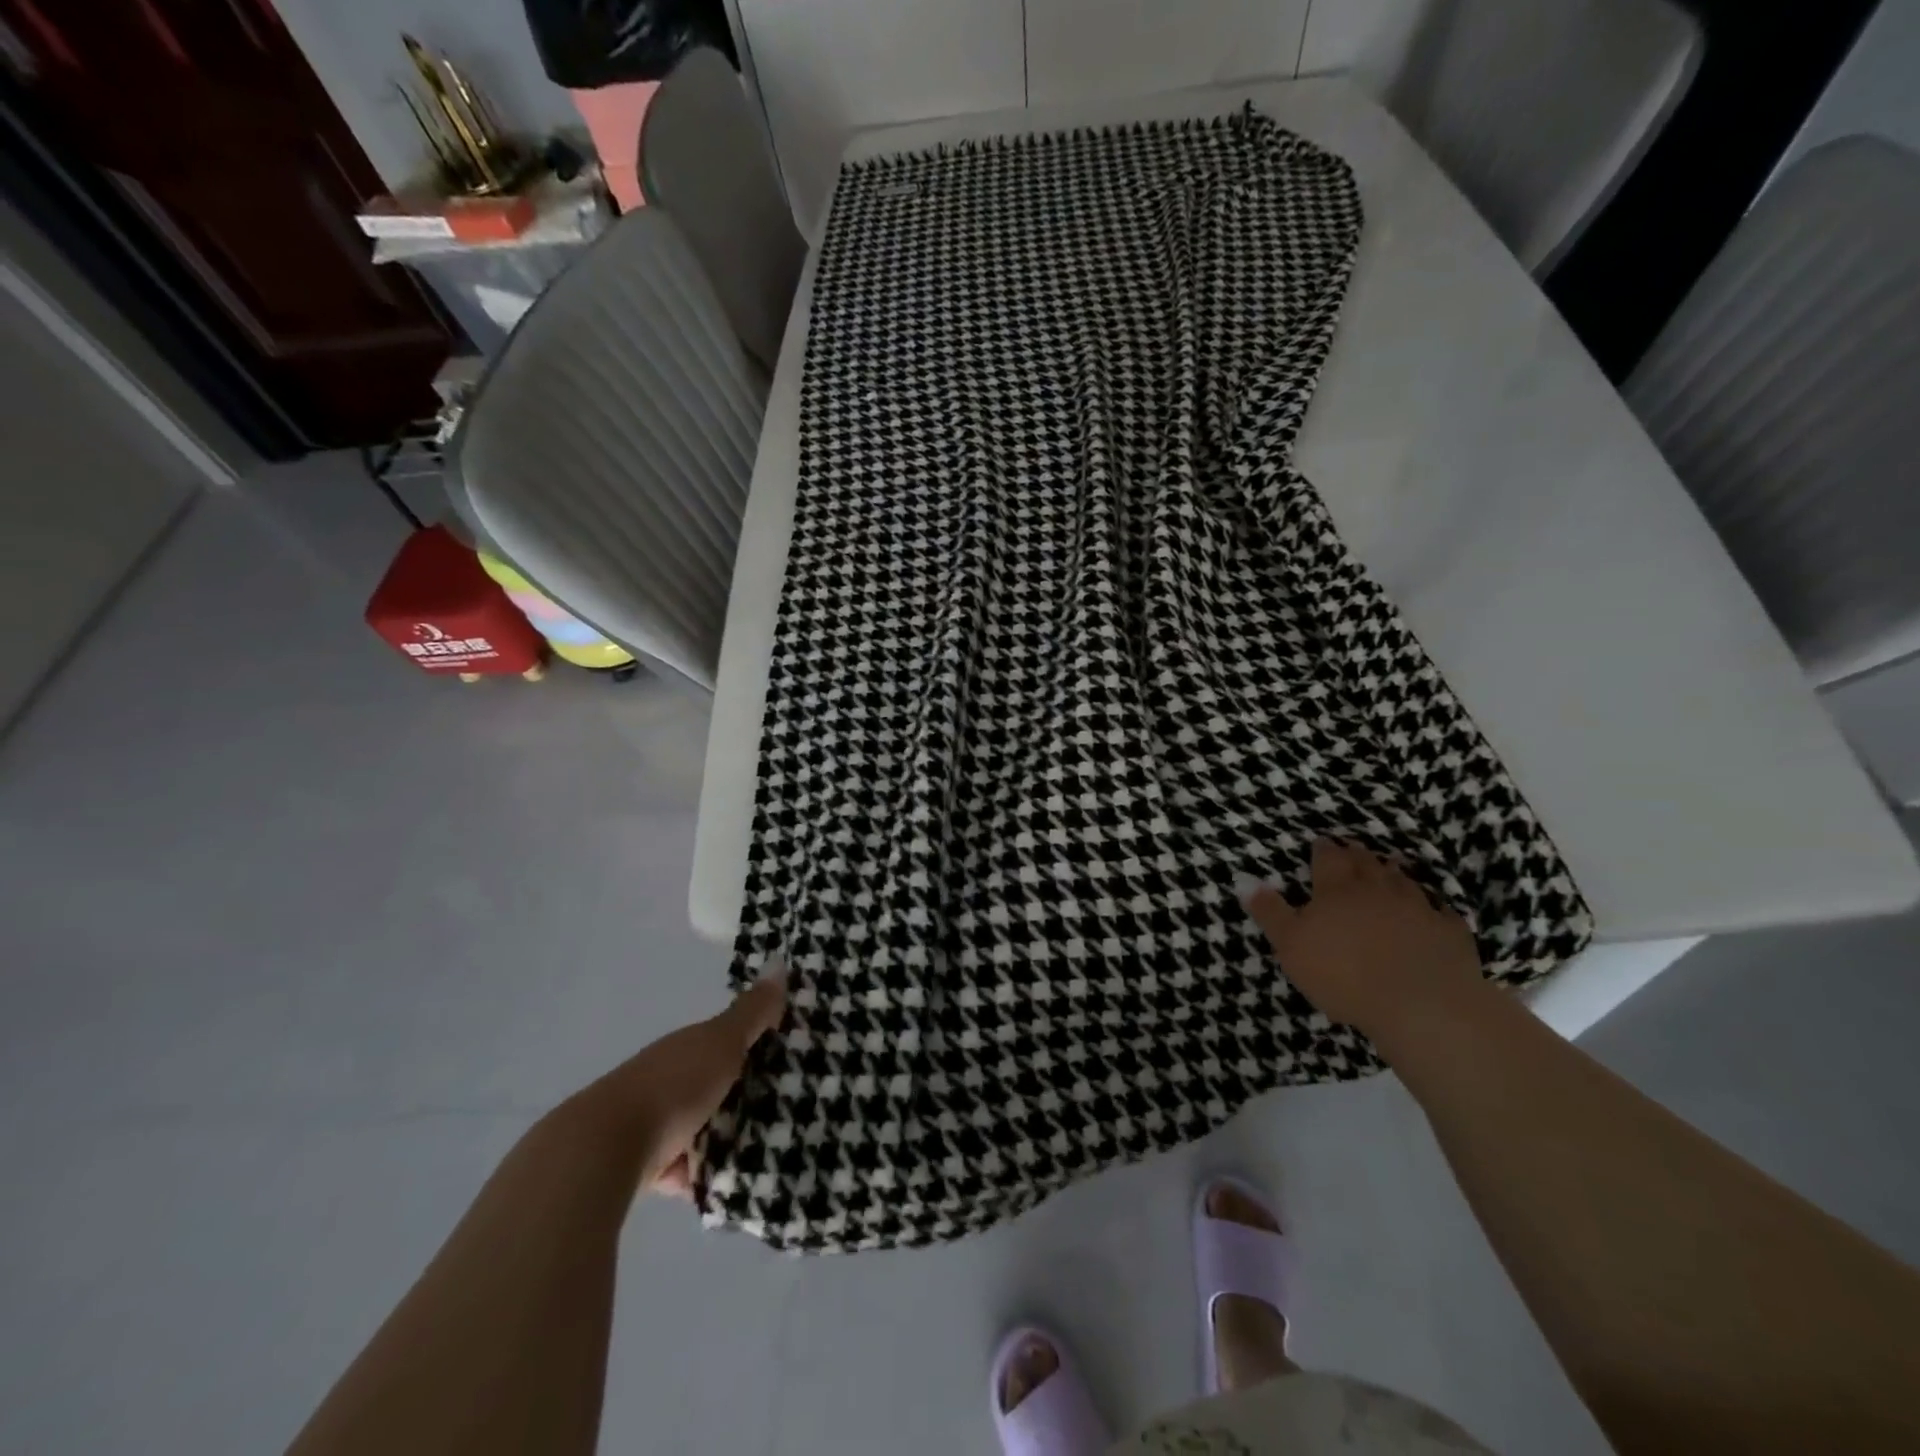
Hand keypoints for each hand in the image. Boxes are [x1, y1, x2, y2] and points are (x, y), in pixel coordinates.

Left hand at [571, 960, 787, 1197]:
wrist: (603, 1151)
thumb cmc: (673, 1086)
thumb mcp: (722, 1042)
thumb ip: (752, 1012)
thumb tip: (779, 963)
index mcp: (685, 1045)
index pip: (725, 1039)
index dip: (755, 1043)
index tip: (789, 1055)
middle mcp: (667, 1077)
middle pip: (713, 1083)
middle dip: (741, 1092)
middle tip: (785, 1105)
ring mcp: (653, 1121)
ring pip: (698, 1125)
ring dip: (721, 1134)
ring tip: (764, 1146)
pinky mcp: (644, 1165)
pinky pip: (684, 1168)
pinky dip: (701, 1172)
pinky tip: (728, 1179)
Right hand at [1240, 840, 1483, 1039]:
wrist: (1421, 1005)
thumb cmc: (1343, 974)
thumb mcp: (1290, 945)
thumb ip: (1269, 912)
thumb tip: (1245, 879)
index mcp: (1337, 890)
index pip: (1328, 859)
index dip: (1323, 850)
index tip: (1320, 842)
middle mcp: (1377, 889)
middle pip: (1366, 863)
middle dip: (1357, 855)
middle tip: (1352, 849)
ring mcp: (1418, 908)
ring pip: (1403, 881)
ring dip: (1393, 873)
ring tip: (1388, 868)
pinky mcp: (1449, 932)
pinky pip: (1440, 912)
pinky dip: (1432, 907)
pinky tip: (1432, 911)